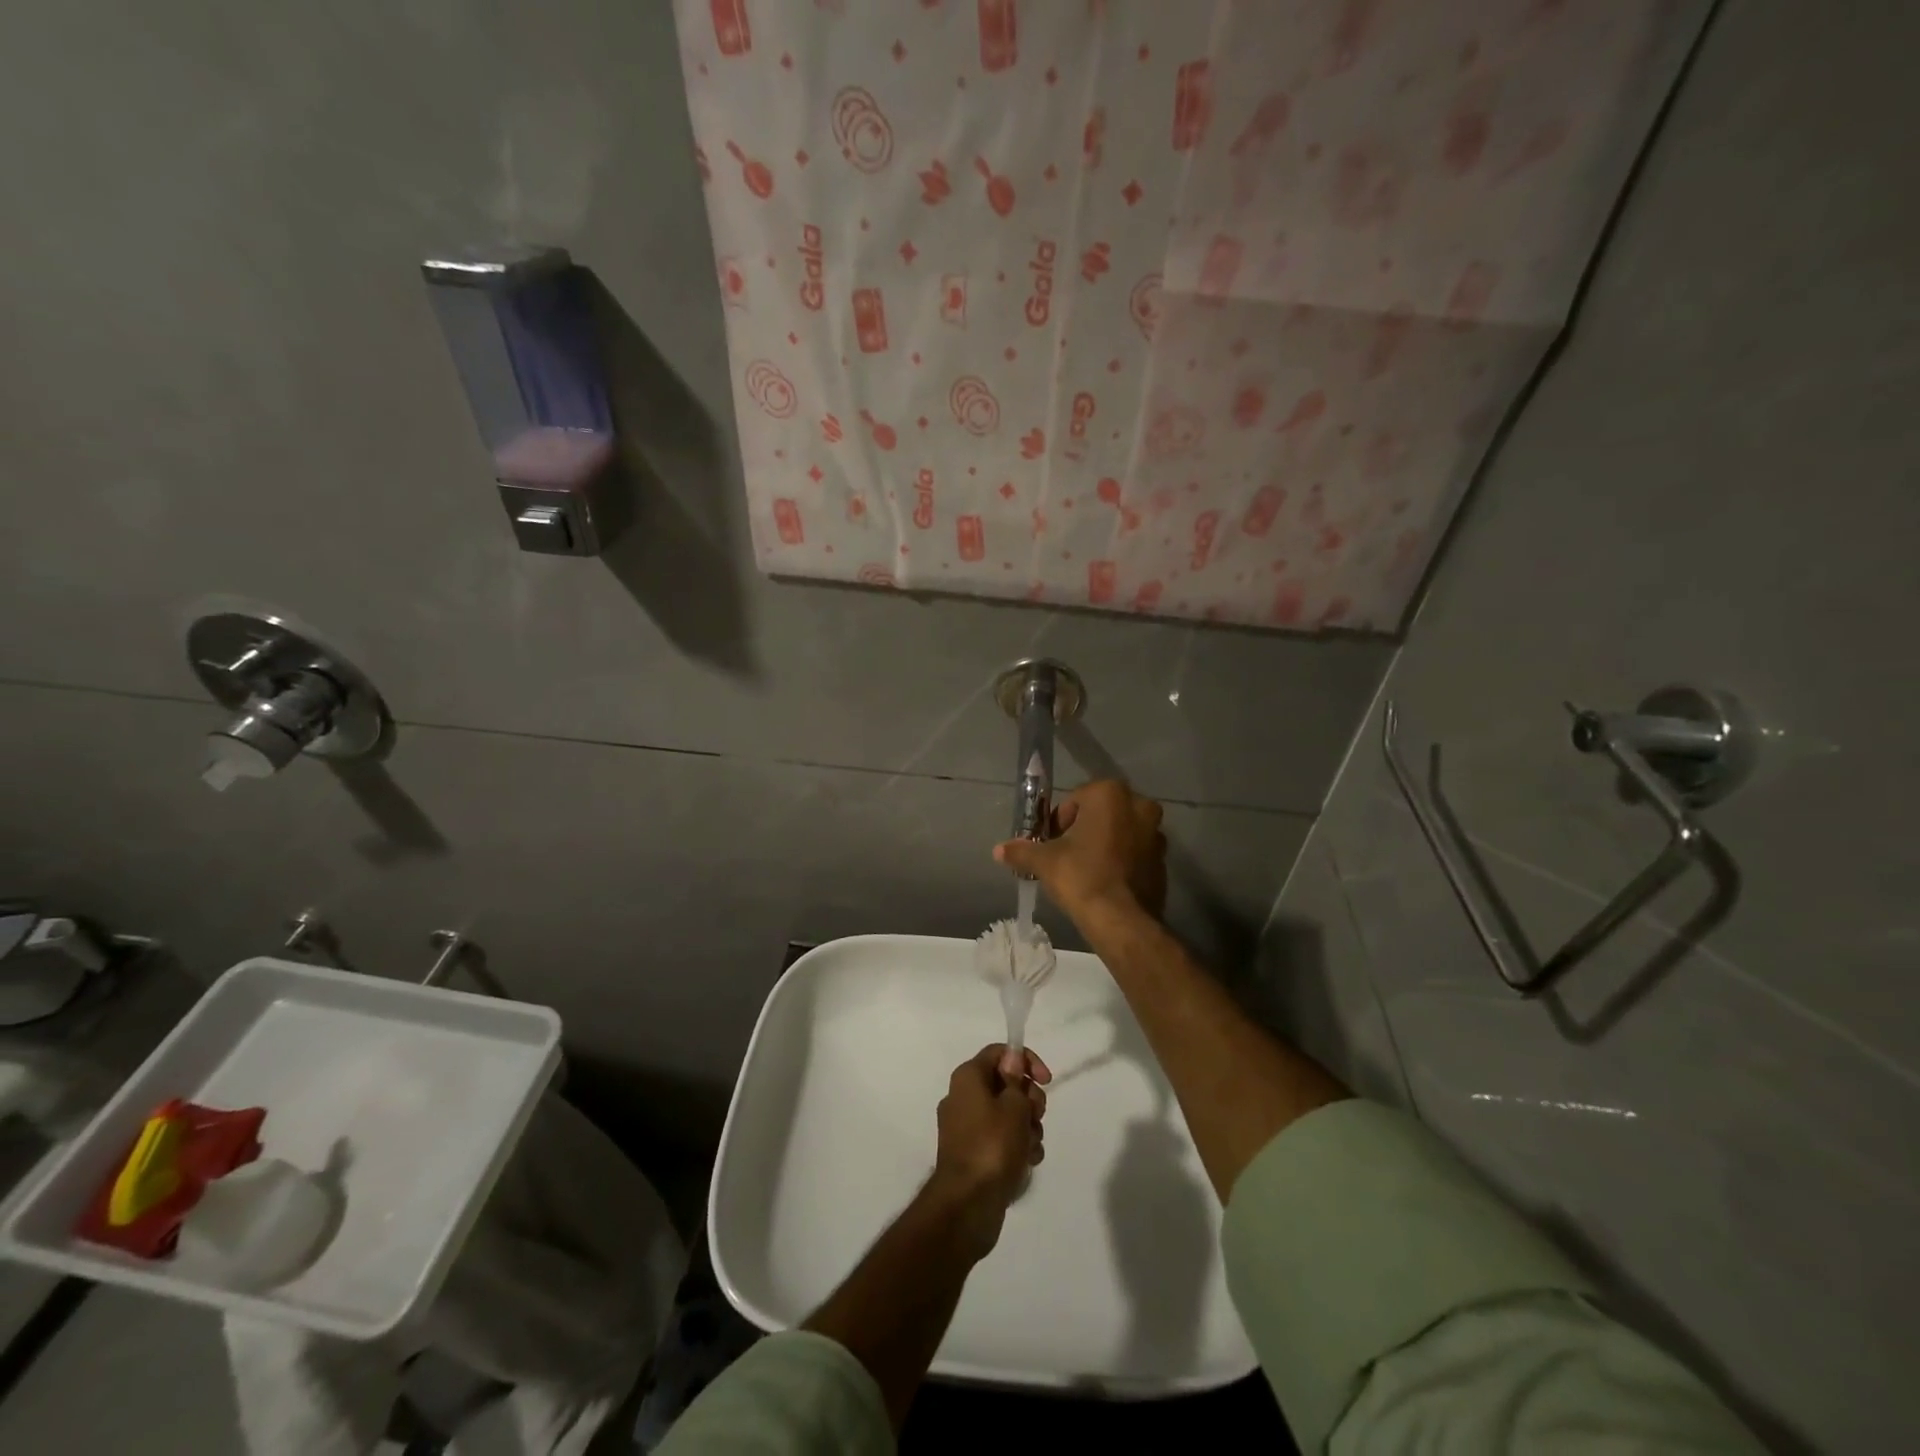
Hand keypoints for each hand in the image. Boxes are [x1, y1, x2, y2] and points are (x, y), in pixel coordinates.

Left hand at [928, 1045, 1050, 1257]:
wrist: (968, 1205)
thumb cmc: (992, 1146)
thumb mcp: (1014, 1106)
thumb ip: (1017, 1080)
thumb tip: (1011, 1061)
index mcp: (968, 1078)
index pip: (999, 1053)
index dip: (1026, 1061)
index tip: (1046, 1080)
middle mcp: (964, 1097)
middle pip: (1006, 1084)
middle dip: (1029, 1099)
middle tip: (1036, 1117)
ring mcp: (968, 1127)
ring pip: (1008, 1114)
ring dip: (1027, 1127)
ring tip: (1030, 1146)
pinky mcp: (975, 1154)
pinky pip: (1002, 1139)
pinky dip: (1018, 1147)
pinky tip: (1027, 1162)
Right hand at [993, 779, 1167, 919]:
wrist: (1122, 921)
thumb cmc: (1081, 877)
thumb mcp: (1045, 862)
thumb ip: (1022, 851)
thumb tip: (998, 850)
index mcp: (1110, 794)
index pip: (1075, 800)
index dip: (1059, 822)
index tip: (1052, 844)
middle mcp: (1139, 805)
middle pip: (1101, 813)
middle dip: (1084, 830)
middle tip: (1067, 856)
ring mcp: (1156, 833)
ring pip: (1120, 832)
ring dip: (1104, 844)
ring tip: (1086, 871)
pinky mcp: (1163, 860)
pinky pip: (1135, 853)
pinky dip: (1121, 861)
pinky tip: (1105, 882)